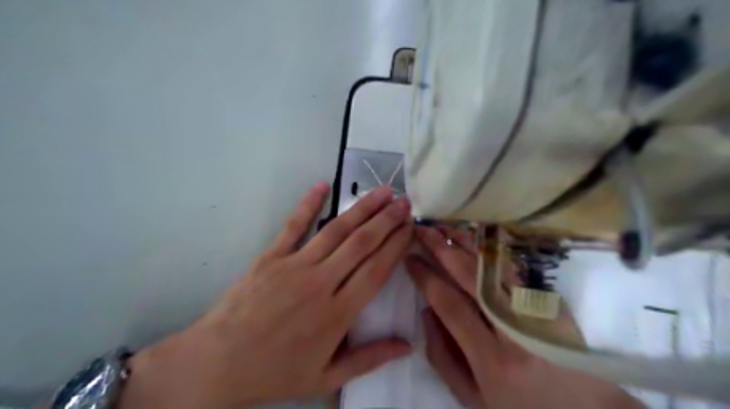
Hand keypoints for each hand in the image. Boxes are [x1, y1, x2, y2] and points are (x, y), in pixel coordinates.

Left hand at [121, 184, 416, 407]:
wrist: (217, 364)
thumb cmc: (275, 372)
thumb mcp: (327, 377)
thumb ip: (369, 359)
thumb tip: (407, 346)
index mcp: (337, 314)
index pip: (377, 270)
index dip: (397, 245)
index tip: (411, 228)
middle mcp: (321, 283)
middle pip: (362, 244)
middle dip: (387, 220)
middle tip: (404, 202)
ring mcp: (294, 266)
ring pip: (336, 231)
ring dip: (362, 209)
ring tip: (382, 191)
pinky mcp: (271, 257)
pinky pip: (293, 226)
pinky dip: (309, 204)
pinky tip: (323, 185)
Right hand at [404, 227, 643, 407]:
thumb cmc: (521, 406)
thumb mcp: (473, 397)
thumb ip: (442, 356)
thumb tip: (427, 311)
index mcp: (492, 359)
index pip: (450, 304)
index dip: (426, 277)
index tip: (409, 259)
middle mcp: (515, 329)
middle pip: (471, 276)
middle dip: (441, 248)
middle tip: (421, 230)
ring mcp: (538, 310)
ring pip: (494, 265)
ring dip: (466, 242)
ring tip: (444, 225)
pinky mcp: (550, 301)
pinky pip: (513, 267)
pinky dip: (491, 250)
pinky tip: (475, 237)